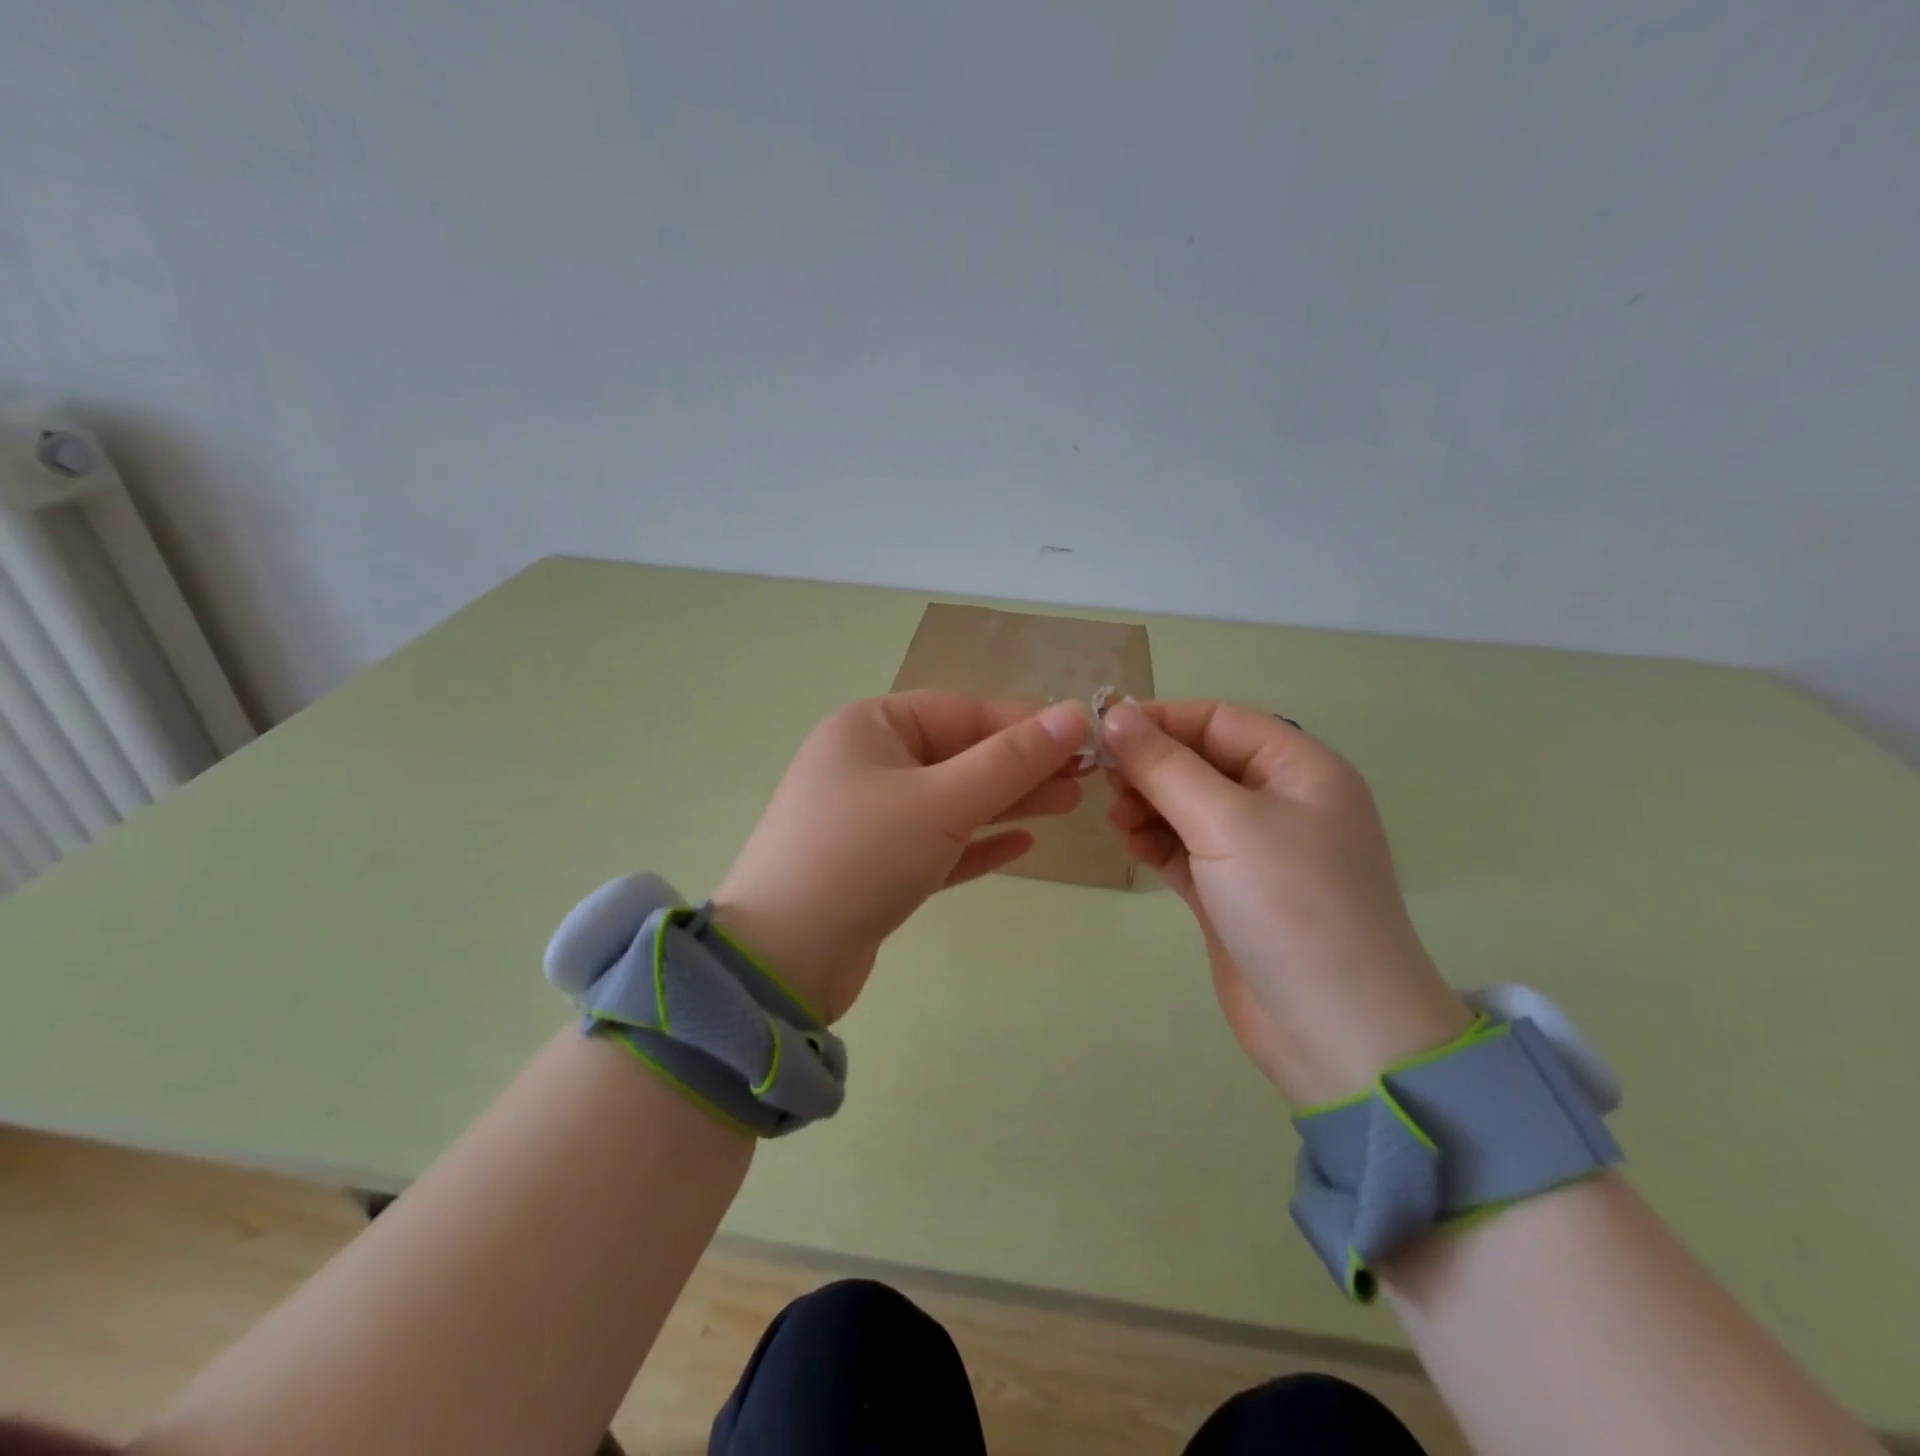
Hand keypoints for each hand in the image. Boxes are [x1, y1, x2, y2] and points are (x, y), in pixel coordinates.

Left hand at [712, 692, 1089, 1021]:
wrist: (781, 960)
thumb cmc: (862, 856)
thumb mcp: (942, 800)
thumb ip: (1011, 761)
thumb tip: (1074, 715)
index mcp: (870, 728)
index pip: (962, 711)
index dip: (1024, 724)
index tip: (1082, 739)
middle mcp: (867, 764)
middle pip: (959, 755)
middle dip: (1021, 767)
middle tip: (1084, 781)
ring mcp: (869, 818)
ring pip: (951, 801)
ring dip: (1007, 804)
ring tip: (1068, 806)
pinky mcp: (876, 867)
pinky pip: (937, 844)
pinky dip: (976, 844)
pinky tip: (1021, 847)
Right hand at [1103, 699, 1471, 1103]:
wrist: (1336, 1031)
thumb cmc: (1291, 905)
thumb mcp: (1227, 822)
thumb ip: (1165, 766)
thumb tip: (1115, 714)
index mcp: (1299, 768)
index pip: (1219, 720)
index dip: (1161, 720)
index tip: (1102, 732)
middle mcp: (1280, 801)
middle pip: (1200, 761)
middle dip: (1150, 766)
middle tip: (1104, 784)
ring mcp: (1257, 850)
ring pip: (1188, 806)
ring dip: (1148, 805)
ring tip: (1117, 821)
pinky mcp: (1233, 891)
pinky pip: (1185, 848)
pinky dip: (1157, 843)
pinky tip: (1133, 848)